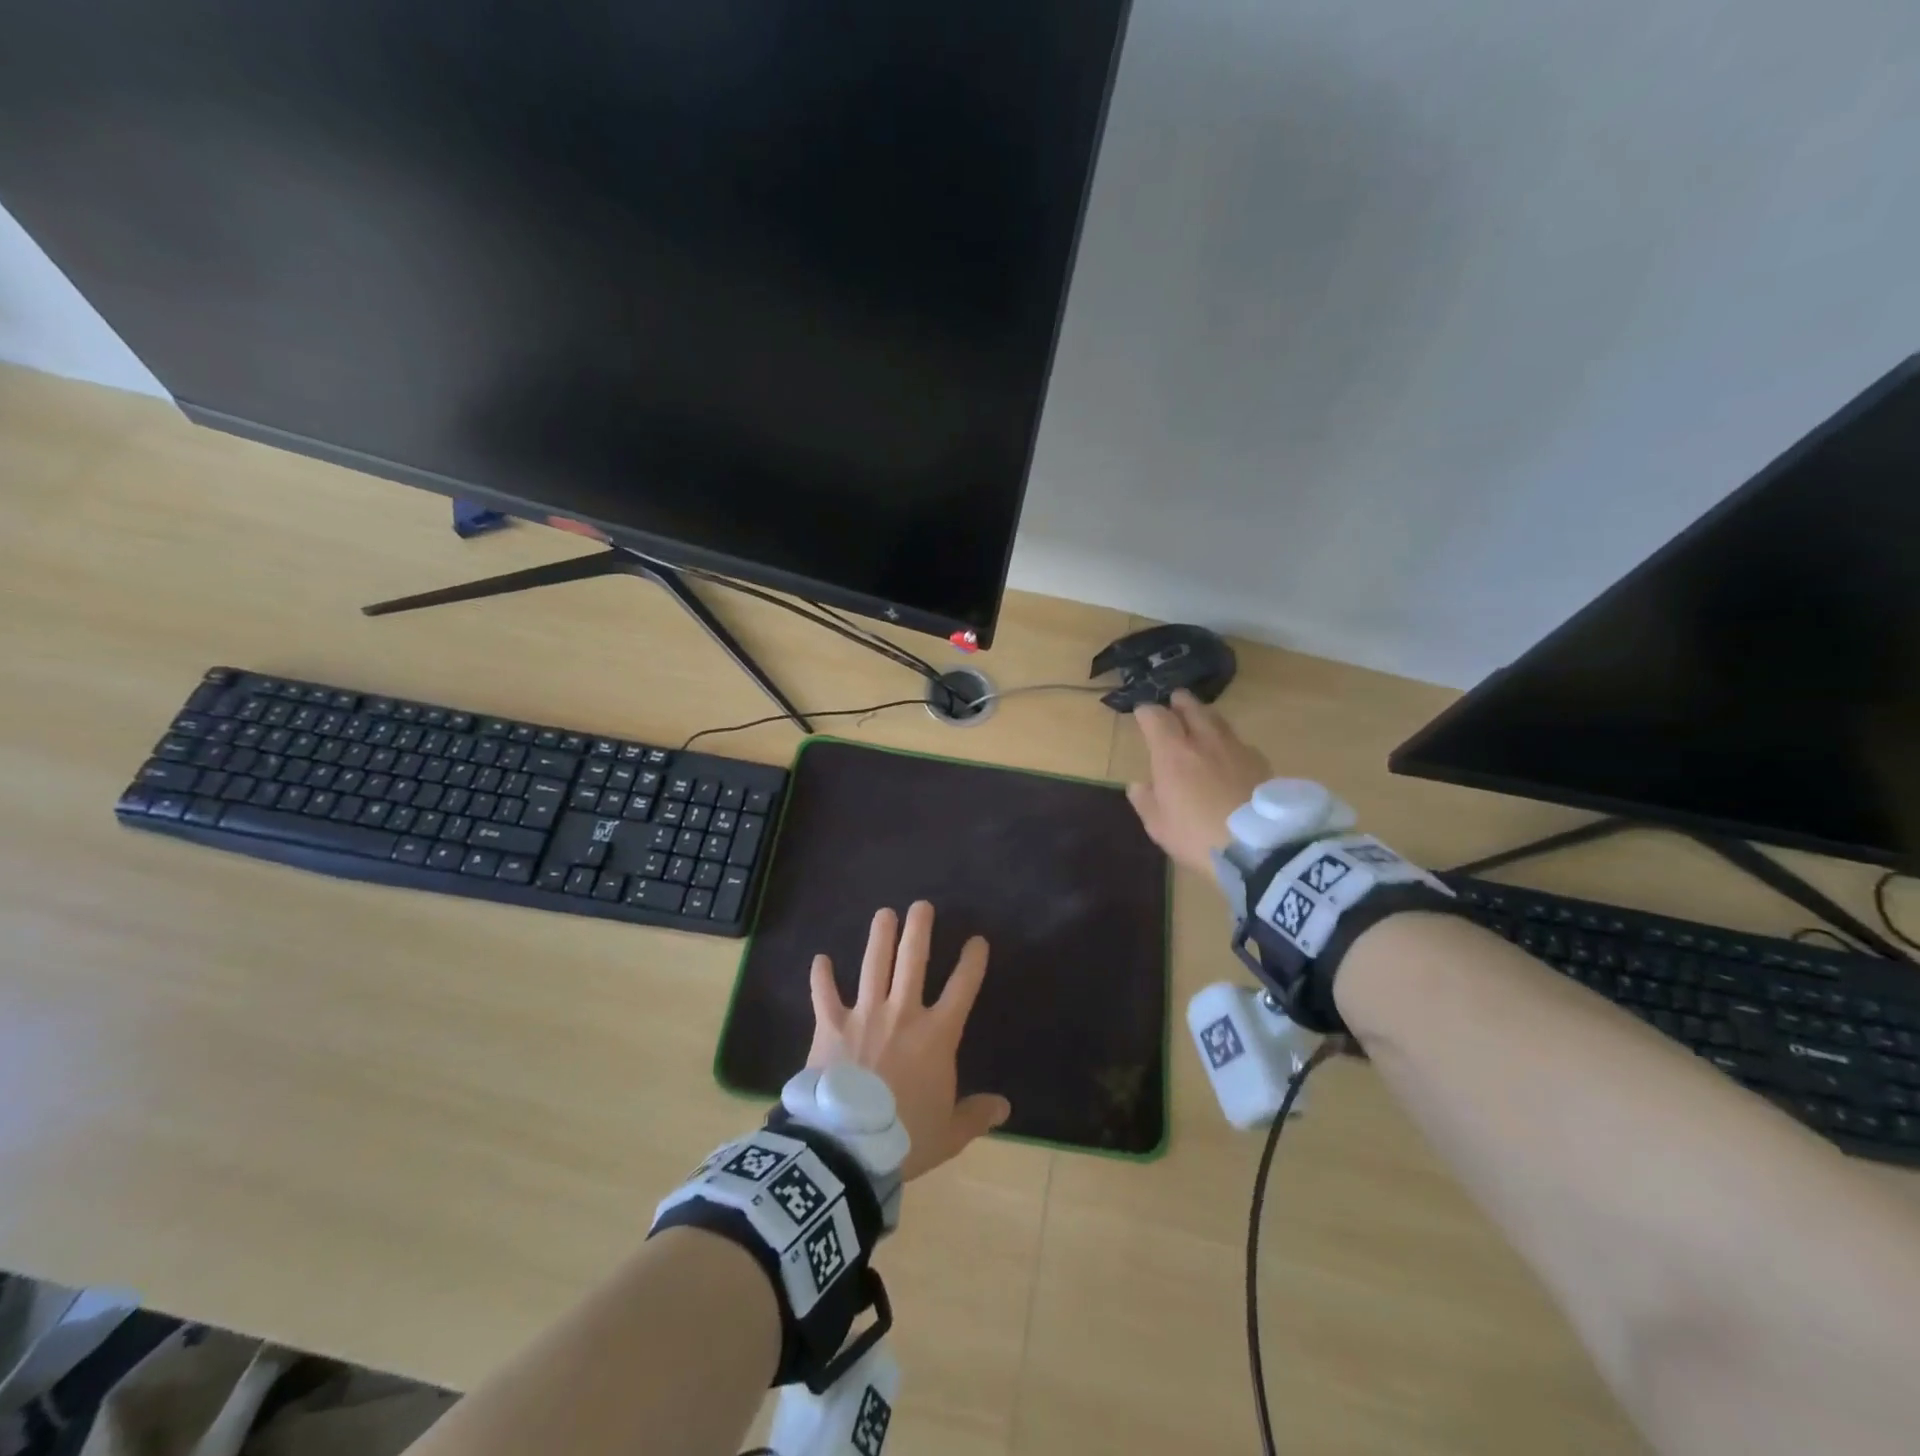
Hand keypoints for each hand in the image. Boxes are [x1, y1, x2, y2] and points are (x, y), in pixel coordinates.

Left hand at [807, 902, 1010, 1181]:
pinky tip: (820, 958)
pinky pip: (824, 995)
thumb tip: (1004, 1107)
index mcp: (936, 1035)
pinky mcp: (830, 1026)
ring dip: (879, 937)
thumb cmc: (905, 1137)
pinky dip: (821, 977)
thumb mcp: (950, 1132)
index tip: (977, 941)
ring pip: (874, 965)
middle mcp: (902, 1013)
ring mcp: (864, 1014)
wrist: (848, 1147)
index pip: (962, 988)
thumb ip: (976, 1114)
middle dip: (919, 929)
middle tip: (921, 906)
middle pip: (913, 960)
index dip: (972, 962)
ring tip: (883, 913)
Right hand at [1126, 689, 1270, 874]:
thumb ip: (1146, 801)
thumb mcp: (1160, 826)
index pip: (1156, 717)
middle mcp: (1204, 741)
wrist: (1260, 847)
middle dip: (1180, 702)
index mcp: (1173, 754)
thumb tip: (1138, 786)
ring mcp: (1236, 749)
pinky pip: (1240, 742)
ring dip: (1206, 717)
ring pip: (1219, 721)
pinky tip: (1230, 755)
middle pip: (1192, 708)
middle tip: (1175, 701)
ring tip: (1202, 721)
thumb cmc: (1198, 836)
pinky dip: (1229, 742)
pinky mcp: (1261, 762)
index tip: (1141, 713)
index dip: (1146, 712)